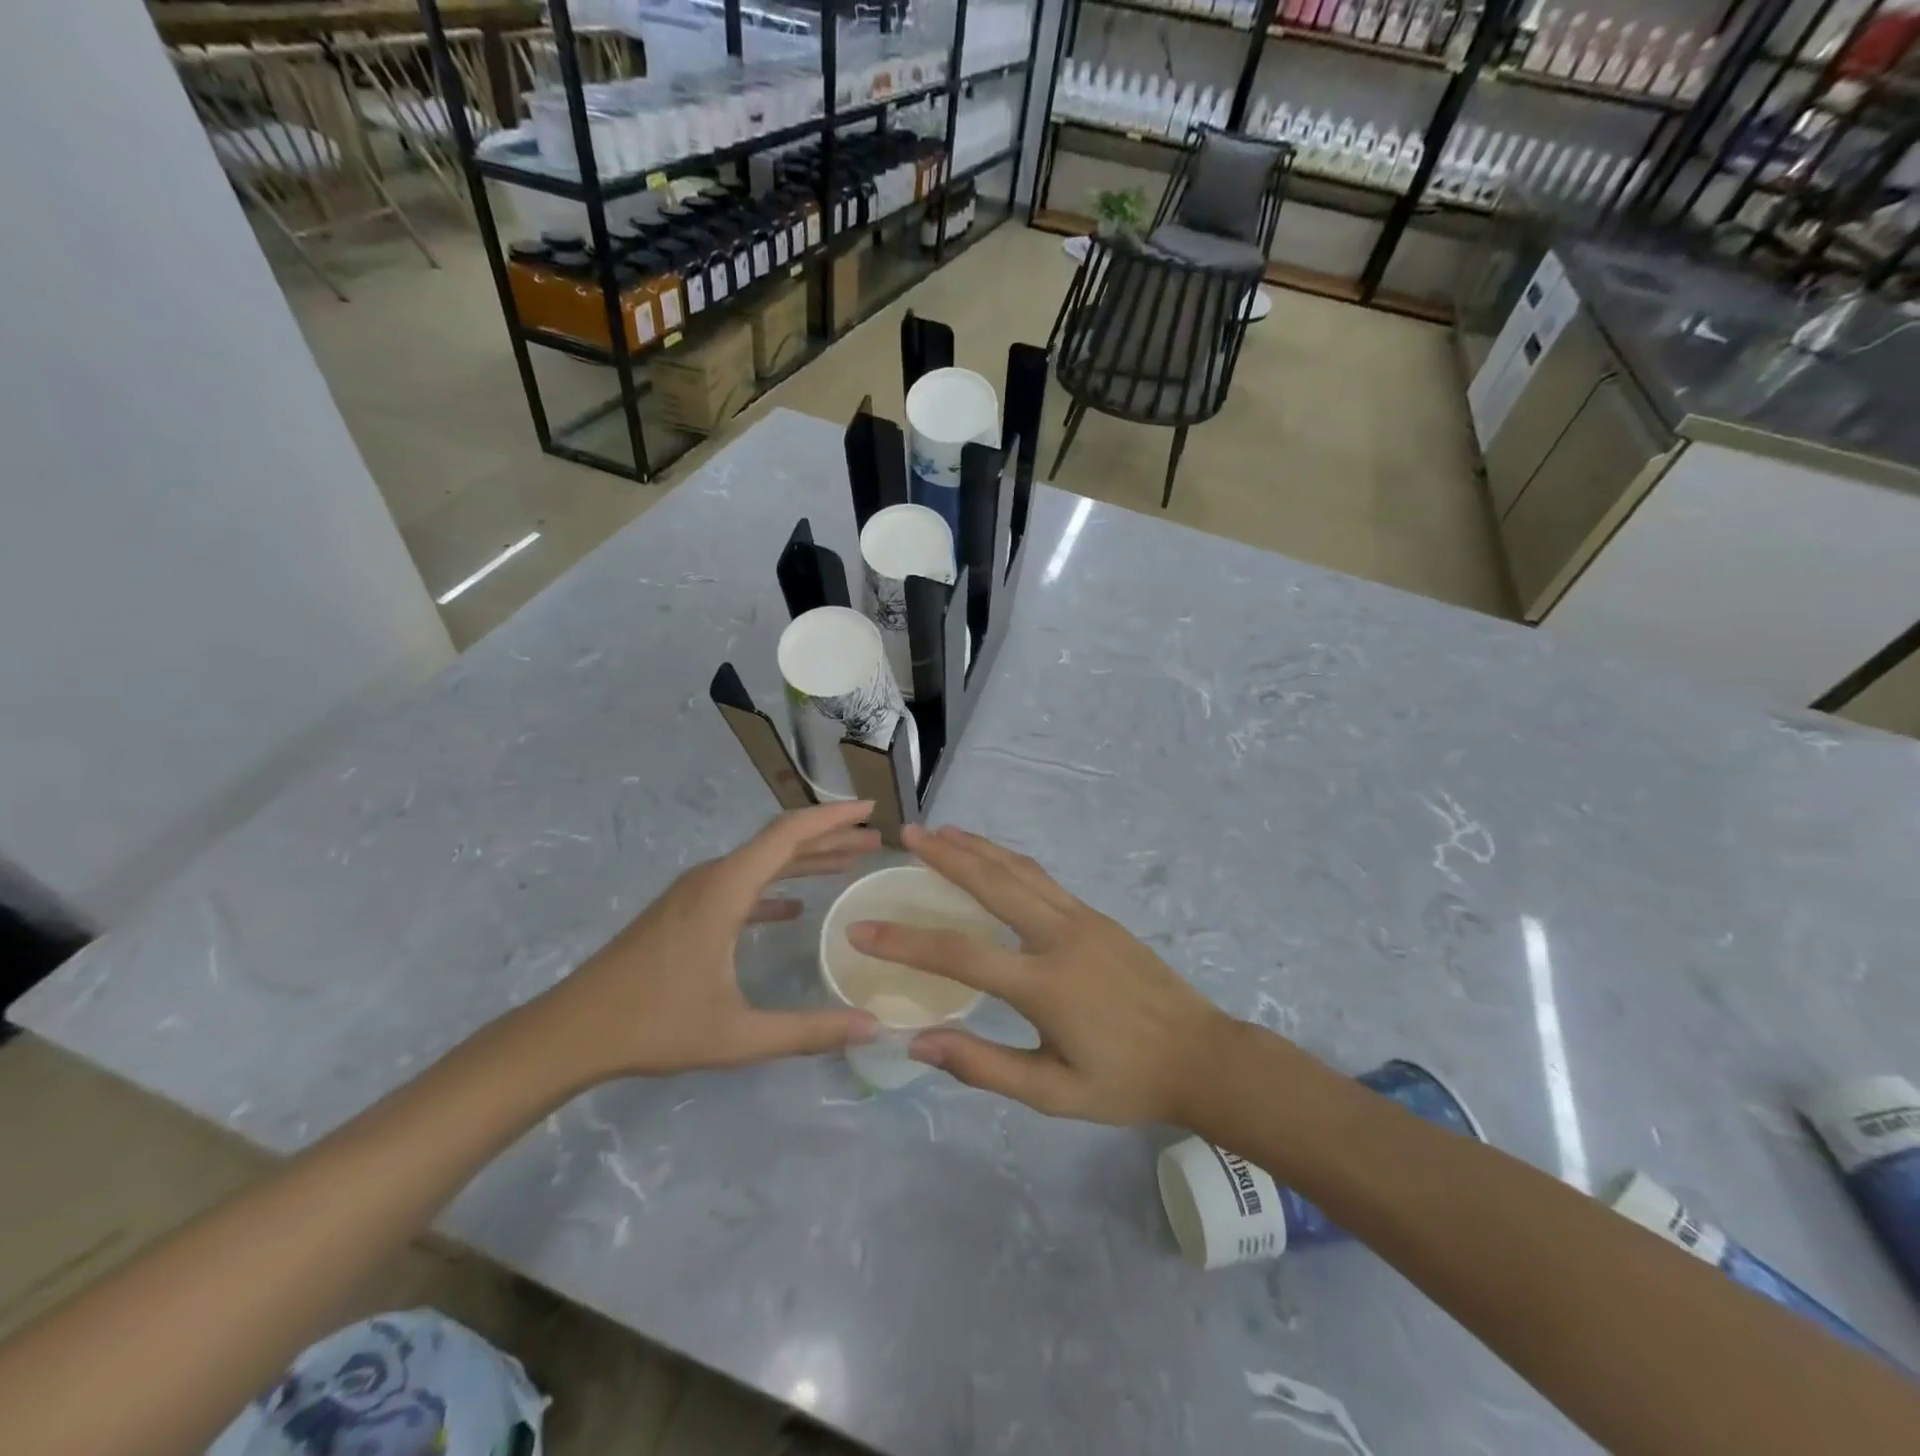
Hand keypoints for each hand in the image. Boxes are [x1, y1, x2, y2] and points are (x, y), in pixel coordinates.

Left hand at [545, 802, 882, 1078]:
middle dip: (830, 838)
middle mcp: (712, 878)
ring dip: (806, 860)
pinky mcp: (684, 911)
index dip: (833, 818)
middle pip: (780, 843)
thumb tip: (872, 1027)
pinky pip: (741, 885)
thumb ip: (807, 1031)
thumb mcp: (738, 1035)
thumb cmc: (655, 1025)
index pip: (788, 834)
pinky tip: (794, 907)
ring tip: (848, 863)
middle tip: (874, 840)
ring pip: (761, 862)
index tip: (871, 809)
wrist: (571, 1031)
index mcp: (725, 889)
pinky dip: (775, 886)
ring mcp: (695, 893)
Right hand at [847, 824, 1229, 1124]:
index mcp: (1045, 985)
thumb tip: (919, 1043)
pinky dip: (1008, 860)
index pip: (959, 954)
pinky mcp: (1097, 915)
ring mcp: (1082, 918)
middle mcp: (1060, 937)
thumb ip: (984, 1066)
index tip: (863, 929)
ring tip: (942, 832)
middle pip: (992, 883)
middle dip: (946, 856)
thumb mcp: (1053, 1093)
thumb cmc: (1125, 1082)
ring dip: (977, 847)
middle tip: (909, 836)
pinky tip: (993, 858)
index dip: (905, 941)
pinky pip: (1042, 878)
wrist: (1201, 1056)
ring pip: (1019, 870)